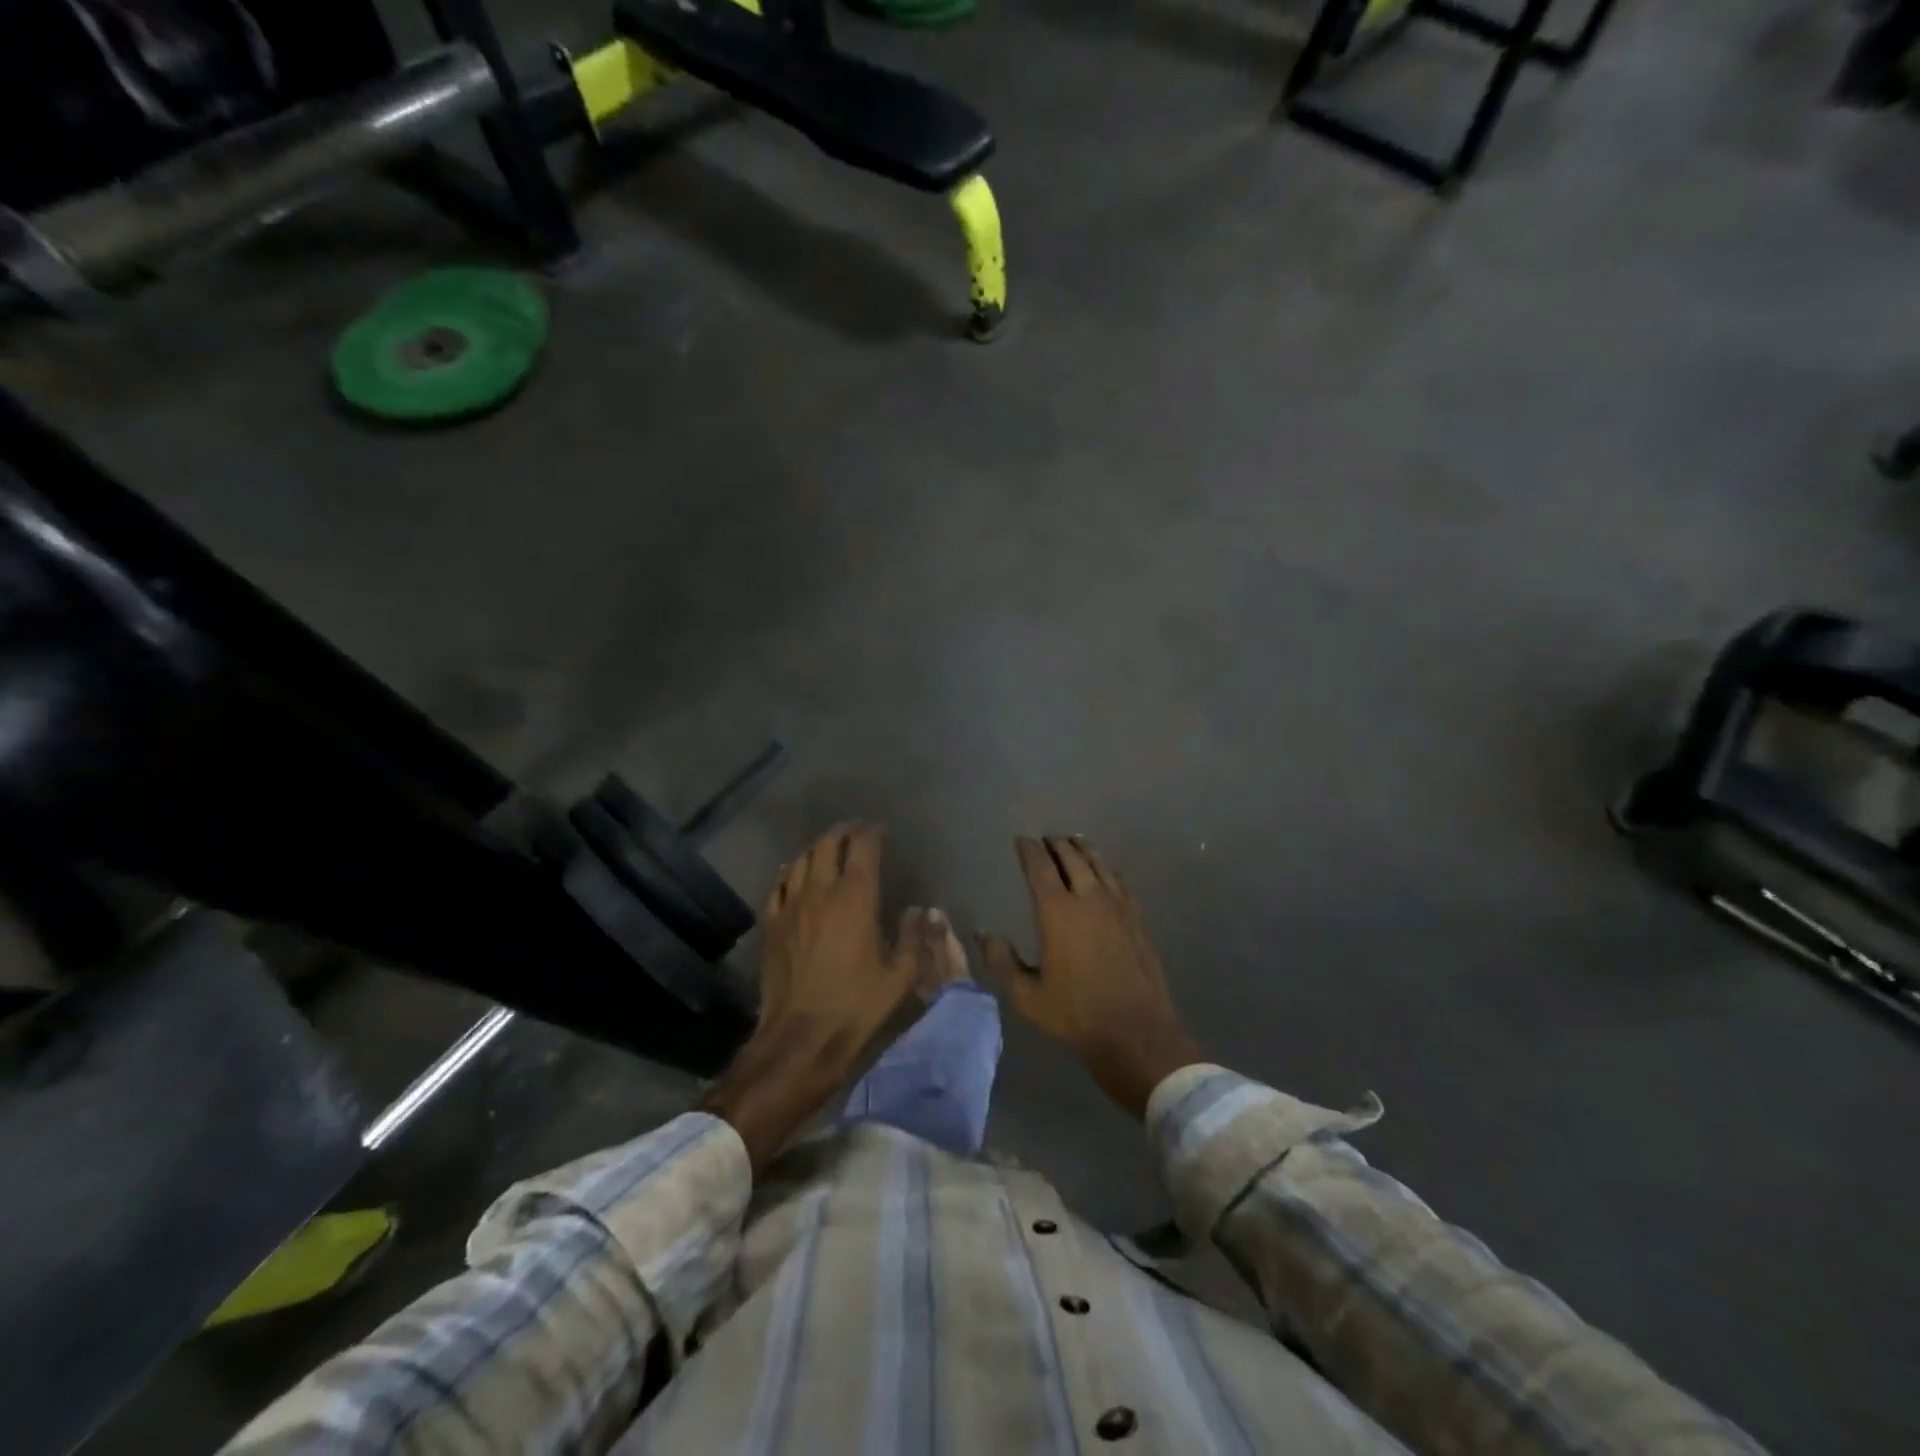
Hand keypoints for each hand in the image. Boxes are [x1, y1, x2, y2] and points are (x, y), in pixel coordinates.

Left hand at [701, 823, 921, 1168]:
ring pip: (801, 859)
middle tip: (856, 832)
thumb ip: (913, 936)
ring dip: (818, 847)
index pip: (863, 846)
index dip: (872, 832)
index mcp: (856, 897)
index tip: (882, 831)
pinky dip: (791, 871)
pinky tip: (794, 873)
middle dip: (844, 832)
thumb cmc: (856, 1006)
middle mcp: (821, 890)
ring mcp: (792, 905)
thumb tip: (920, 910)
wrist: (800, 1038)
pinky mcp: (772, 924)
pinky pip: (779, 884)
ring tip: (829, 848)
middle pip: (829, 844)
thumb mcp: (901, 976)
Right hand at [980, 836, 1201, 1118]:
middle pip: (1072, 858)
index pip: (1040, 868)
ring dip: (1084, 850)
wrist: (1136, 1031)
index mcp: (1058, 912)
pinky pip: (1120, 881)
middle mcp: (1088, 899)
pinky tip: (1106, 872)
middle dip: (1057, 844)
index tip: (1022, 840)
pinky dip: (1107, 868)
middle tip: (1047, 839)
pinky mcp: (1137, 918)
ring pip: (1099, 865)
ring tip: (1074, 843)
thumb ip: (1002, 962)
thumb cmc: (1075, 1014)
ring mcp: (1117, 906)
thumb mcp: (1027, 996)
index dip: (1029, 851)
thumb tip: (983, 935)